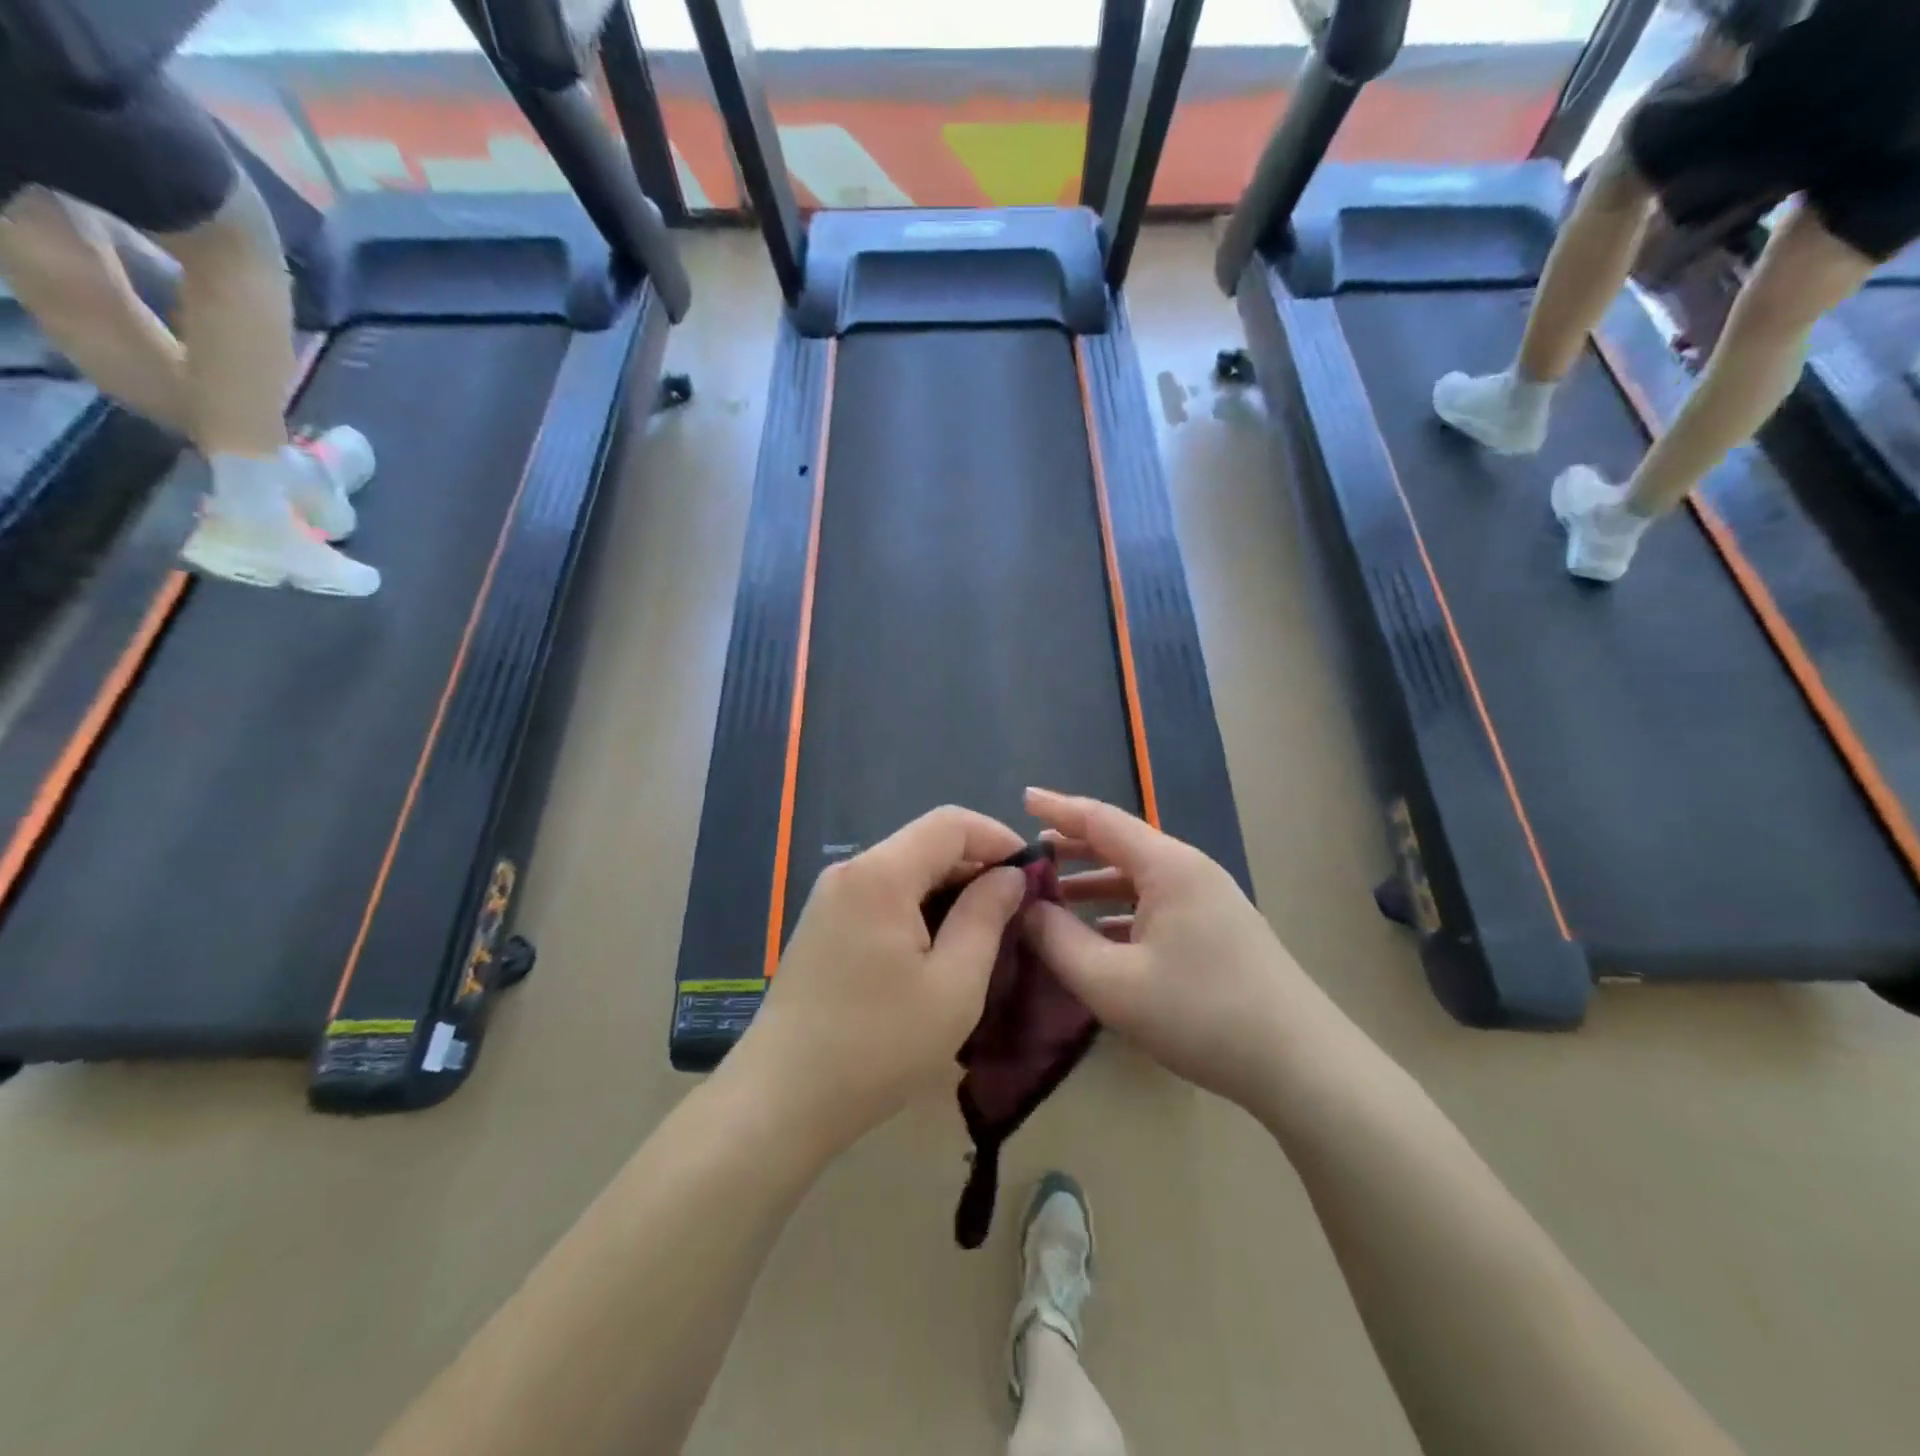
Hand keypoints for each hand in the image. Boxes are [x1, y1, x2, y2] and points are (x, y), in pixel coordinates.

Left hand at [733, 806, 1029, 1152]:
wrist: (780, 1099)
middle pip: (925, 843)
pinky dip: (919, 906)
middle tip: (1017, 909)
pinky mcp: (822, 924)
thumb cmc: (877, 1046)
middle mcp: (850, 871)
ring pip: (905, 869)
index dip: (998, 838)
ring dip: (949, 889)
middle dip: (977, 866)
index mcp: (880, 875)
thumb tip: (1010, 876)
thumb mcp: (953, 986)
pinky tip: (938, 946)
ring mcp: (830, 897)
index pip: (950, 823)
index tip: (1034, 874)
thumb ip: (986, 918)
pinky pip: (882, 894)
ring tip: (986, 931)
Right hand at [1021, 787, 1315, 1113]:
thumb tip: (1024, 907)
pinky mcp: (1217, 930)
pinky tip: (1097, 935)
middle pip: (1120, 844)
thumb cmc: (1201, 1014)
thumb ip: (1057, 941)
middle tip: (1027, 855)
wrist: (1300, 1065)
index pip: (1101, 820)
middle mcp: (1190, 871)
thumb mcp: (1112, 983)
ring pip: (1138, 877)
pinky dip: (1119, 910)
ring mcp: (1208, 900)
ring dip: (1094, 881)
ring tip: (1052, 894)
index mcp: (1168, 867)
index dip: (1058, 808)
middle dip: (1072, 846)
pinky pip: (1155, 904)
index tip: (1021, 798)